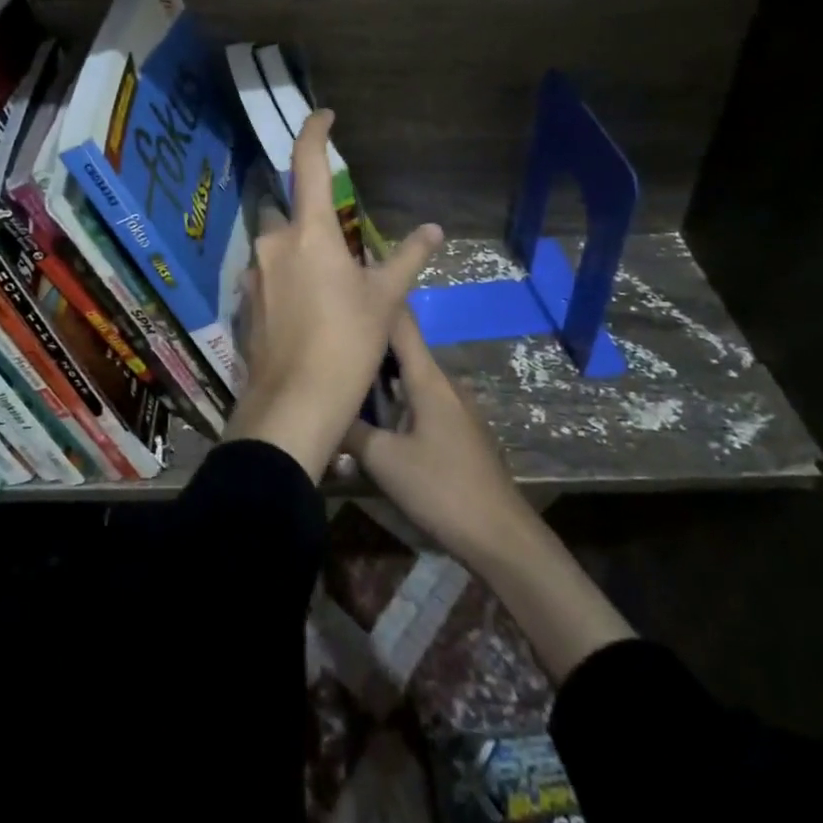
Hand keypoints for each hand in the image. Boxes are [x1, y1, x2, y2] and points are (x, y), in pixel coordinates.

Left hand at [226, 109, 441, 480]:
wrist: (294, 405)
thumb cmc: (347, 344)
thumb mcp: (385, 299)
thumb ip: (407, 258)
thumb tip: (435, 229)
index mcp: (310, 233)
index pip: (307, 164)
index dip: (314, 132)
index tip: (323, 115)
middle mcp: (274, 243)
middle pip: (288, 211)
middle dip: (309, 219)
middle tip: (339, 249)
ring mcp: (254, 274)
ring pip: (276, 247)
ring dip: (298, 254)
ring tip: (327, 290)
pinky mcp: (245, 303)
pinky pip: (267, 277)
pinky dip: (286, 282)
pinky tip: (306, 315)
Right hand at [346, 313, 636, 679]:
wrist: (501, 538)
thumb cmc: (441, 489)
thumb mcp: (384, 460)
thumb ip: (351, 430)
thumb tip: (321, 407)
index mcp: (428, 378)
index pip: (401, 323)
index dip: (377, 301)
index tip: (348, 284)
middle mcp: (443, 383)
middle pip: (402, 349)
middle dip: (368, 341)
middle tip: (331, 337)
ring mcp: (454, 408)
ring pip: (409, 378)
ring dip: (379, 375)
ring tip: (343, 373)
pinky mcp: (457, 431)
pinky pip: (419, 401)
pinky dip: (394, 399)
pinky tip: (373, 417)